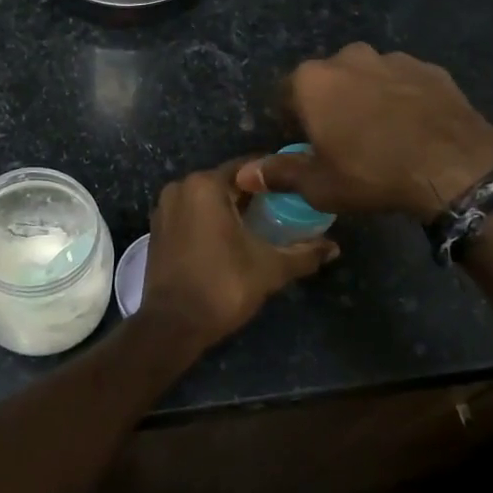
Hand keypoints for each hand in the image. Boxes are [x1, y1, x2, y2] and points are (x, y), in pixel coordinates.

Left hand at [141, 161, 338, 350]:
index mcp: (205, 185)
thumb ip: (304, 254)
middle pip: (227, 182)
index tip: (297, 188)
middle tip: (285, 209)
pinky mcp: (158, 229)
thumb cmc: (222, 287)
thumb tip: (334, 247)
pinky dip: (211, 220)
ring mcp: (165, 208)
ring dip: (232, 208)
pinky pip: (192, 214)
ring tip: (263, 225)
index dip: (276, 177)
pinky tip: (232, 238)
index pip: (250, 167)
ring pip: (208, 198)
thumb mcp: (270, 269)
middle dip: (255, 195)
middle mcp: (181, 187)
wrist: (173, 325)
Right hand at [236, 44, 492, 218]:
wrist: (454, 166)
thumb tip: (243, 174)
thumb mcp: (319, 185)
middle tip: (341, 142)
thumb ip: (278, 173)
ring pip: (367, 77)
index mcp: (313, 81)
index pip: (286, 95)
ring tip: (379, 136)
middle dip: (329, 105)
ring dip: (365, 99)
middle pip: (327, 81)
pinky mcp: (430, 68)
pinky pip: (402, 82)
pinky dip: (400, 99)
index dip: (292, 122)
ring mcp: (393, 58)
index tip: (304, 146)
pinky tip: (410, 129)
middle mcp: (349, 57)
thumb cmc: (372, 174)